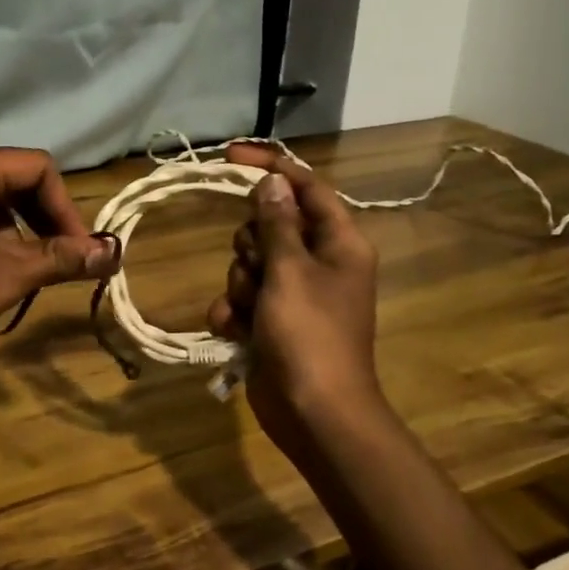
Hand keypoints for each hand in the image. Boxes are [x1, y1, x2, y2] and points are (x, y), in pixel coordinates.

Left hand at [0, 147, 119, 372]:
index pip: (37, 167)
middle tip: (59, 261)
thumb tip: (115, 253)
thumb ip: (62, 259)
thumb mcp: (5, 277)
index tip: (78, 252)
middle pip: (12, 177)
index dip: (66, 209)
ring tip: (25, 269)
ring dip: (17, 228)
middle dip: (43, 218)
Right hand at [208, 146, 387, 459]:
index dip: (271, 168)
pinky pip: (241, 298)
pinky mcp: (271, 320)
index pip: (306, 188)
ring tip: (251, 311)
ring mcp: (293, 294)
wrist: (313, 413)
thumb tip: (272, 183)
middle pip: (270, 225)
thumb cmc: (309, 335)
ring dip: (240, 283)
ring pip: (250, 263)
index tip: (230, 157)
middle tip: (258, 269)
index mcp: (339, 243)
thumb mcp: (290, 271)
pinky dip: (234, 312)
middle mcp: (318, 262)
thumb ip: (277, 223)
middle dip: (251, 245)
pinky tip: (236, 331)